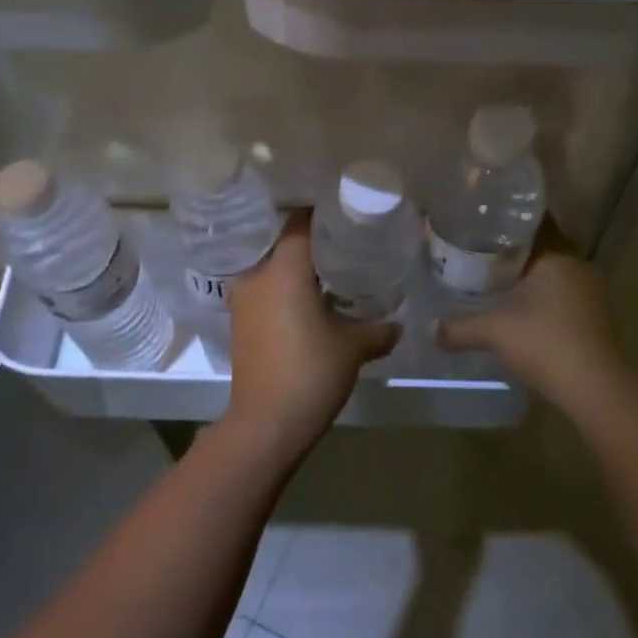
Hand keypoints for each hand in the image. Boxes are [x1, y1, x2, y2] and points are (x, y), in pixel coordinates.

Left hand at [223, 215, 400, 462]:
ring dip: (294, 268)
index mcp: (283, 268)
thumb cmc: (311, 372)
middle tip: (342, 243)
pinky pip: (264, 290)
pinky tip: (306, 302)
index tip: (344, 214)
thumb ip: (378, 329)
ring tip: (326, 272)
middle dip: (310, 242)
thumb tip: (398, 325)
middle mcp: (257, 275)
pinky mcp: (238, 322)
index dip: (322, 214)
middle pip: (283, 243)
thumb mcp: (353, 348)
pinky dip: (282, 289)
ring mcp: (243, 300)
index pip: (300, 222)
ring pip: (271, 268)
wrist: (266, 423)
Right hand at [436, 228, 627, 417]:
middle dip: (512, 249)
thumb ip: (458, 326)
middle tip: (479, 251)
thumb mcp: (492, 331)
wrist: (594, 389)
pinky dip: (542, 297)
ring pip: (553, 272)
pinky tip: (519, 310)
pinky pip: (562, 294)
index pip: (533, 220)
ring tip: (494, 280)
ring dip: (528, 276)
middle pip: (542, 246)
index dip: (506, 219)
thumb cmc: (544, 342)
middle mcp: (577, 265)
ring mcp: (591, 292)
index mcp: (557, 253)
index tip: (480, 222)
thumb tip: (430, 328)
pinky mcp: (595, 317)